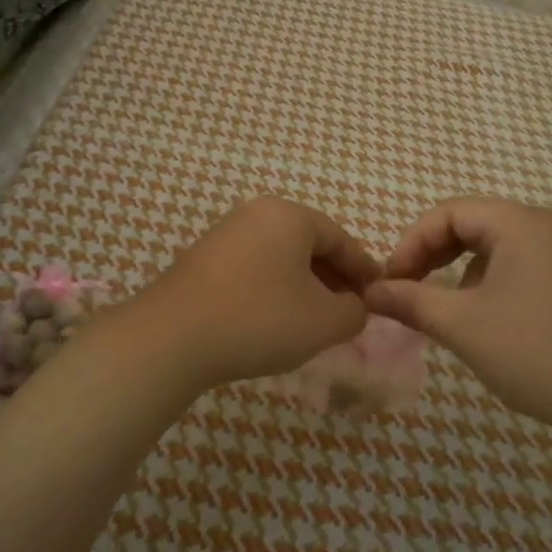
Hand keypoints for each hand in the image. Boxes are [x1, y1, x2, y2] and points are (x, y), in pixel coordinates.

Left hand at [118, 197, 380, 390]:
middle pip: (310, 244)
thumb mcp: (324, 321)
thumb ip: (354, 312)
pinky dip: (273, 289)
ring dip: (303, 285)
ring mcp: (225, 233)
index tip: (379, 296)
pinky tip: (275, 319)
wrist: (172, 337)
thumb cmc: (260, 319)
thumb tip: (356, 307)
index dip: (364, 270)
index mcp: (290, 215)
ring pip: (280, 257)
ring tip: (314, 319)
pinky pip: (253, 267)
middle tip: (350, 310)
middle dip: (334, 278)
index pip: (341, 239)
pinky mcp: (202, 258)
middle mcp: (257, 213)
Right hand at [366, 198, 551, 436]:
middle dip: (432, 253)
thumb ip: (411, 301)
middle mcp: (545, 226)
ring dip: (458, 269)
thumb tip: (370, 292)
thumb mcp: (462, 325)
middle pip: (472, 223)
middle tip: (406, 288)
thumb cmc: (535, 353)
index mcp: (520, 223)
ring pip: (494, 245)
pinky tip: (481, 316)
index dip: (411, 242)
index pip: (449, 212)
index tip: (390, 281)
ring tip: (439, 305)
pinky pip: (518, 264)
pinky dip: (487, 281)